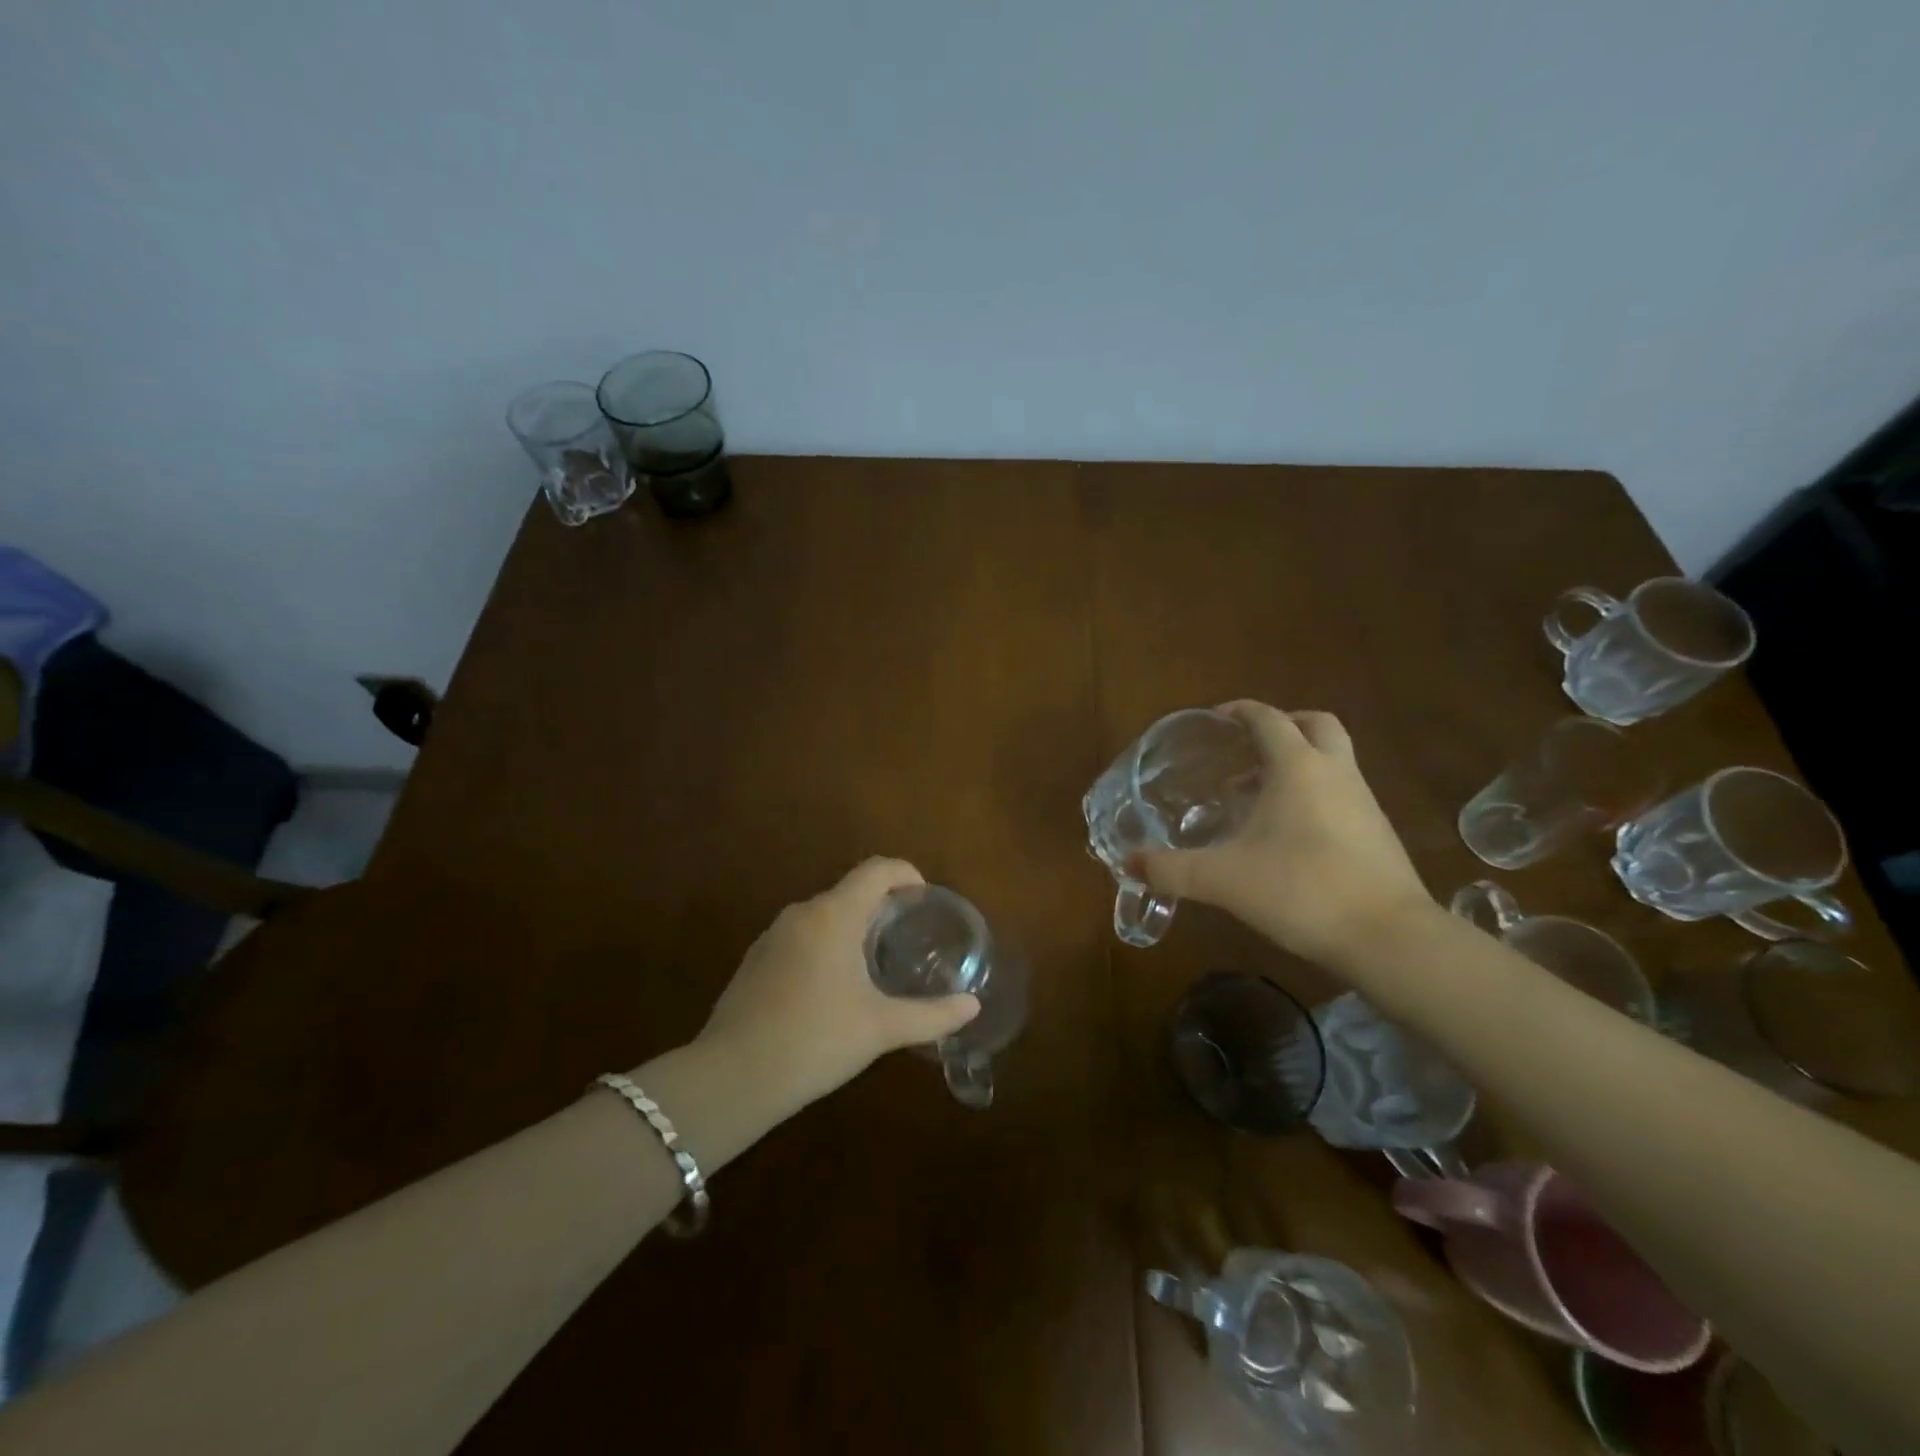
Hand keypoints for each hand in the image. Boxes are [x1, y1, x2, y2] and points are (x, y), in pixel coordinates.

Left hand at [696, 858, 980, 1106]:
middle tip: (908, 938)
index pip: (877, 870)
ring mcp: (772, 935)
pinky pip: (801, 938)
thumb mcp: (881, 1028)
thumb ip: (932, 1015)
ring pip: (824, 916)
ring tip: (875, 965)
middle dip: (882, 907)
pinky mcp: (755, 961)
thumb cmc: (816, 1040)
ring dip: (853, 928)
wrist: (732, 1077)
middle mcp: (802, 913)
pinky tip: (832, 990)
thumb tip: (972, 1007)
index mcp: (834, 915)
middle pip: (851, 891)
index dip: (906, 874)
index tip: (925, 898)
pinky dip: (825, 947)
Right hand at [1140, 701, 1433, 964]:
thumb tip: (1129, 864)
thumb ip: (1172, 870)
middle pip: (1314, 724)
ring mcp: (1363, 801)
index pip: (1268, 719)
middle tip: (1247, 746)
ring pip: (1331, 759)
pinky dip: (1312, 793)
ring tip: (1255, 794)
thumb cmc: (1301, 891)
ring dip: (1296, 762)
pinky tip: (1286, 833)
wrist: (1389, 938)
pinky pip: (1340, 792)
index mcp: (1297, 767)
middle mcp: (1334, 772)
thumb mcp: (1223, 880)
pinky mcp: (1376, 832)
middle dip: (1282, 725)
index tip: (1214, 718)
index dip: (1240, 711)